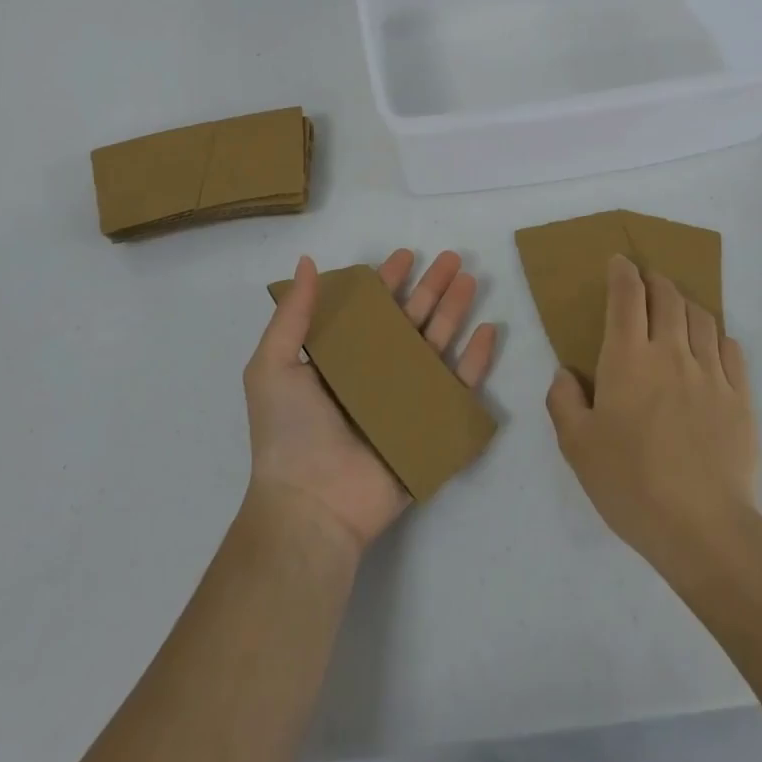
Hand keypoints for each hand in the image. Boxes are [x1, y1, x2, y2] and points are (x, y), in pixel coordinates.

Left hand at [244, 249, 498, 553]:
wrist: (312, 505)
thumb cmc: (289, 432)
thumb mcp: (274, 365)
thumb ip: (293, 314)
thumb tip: (306, 261)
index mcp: (342, 358)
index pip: (371, 309)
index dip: (388, 281)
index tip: (407, 255)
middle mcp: (377, 372)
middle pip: (411, 320)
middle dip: (432, 287)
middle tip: (454, 258)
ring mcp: (406, 398)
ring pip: (439, 344)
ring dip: (455, 311)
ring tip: (471, 281)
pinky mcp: (430, 425)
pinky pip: (460, 386)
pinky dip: (476, 359)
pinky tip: (488, 330)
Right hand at [546, 255, 758, 575]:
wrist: (704, 528)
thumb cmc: (631, 484)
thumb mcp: (576, 446)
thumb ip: (563, 401)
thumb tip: (566, 373)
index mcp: (628, 358)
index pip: (627, 296)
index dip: (622, 272)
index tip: (619, 262)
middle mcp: (671, 353)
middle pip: (668, 297)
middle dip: (655, 280)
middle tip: (647, 281)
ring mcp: (711, 374)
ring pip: (702, 317)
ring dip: (686, 303)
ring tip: (678, 308)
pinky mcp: (741, 398)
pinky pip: (731, 350)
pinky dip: (718, 336)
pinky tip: (712, 346)